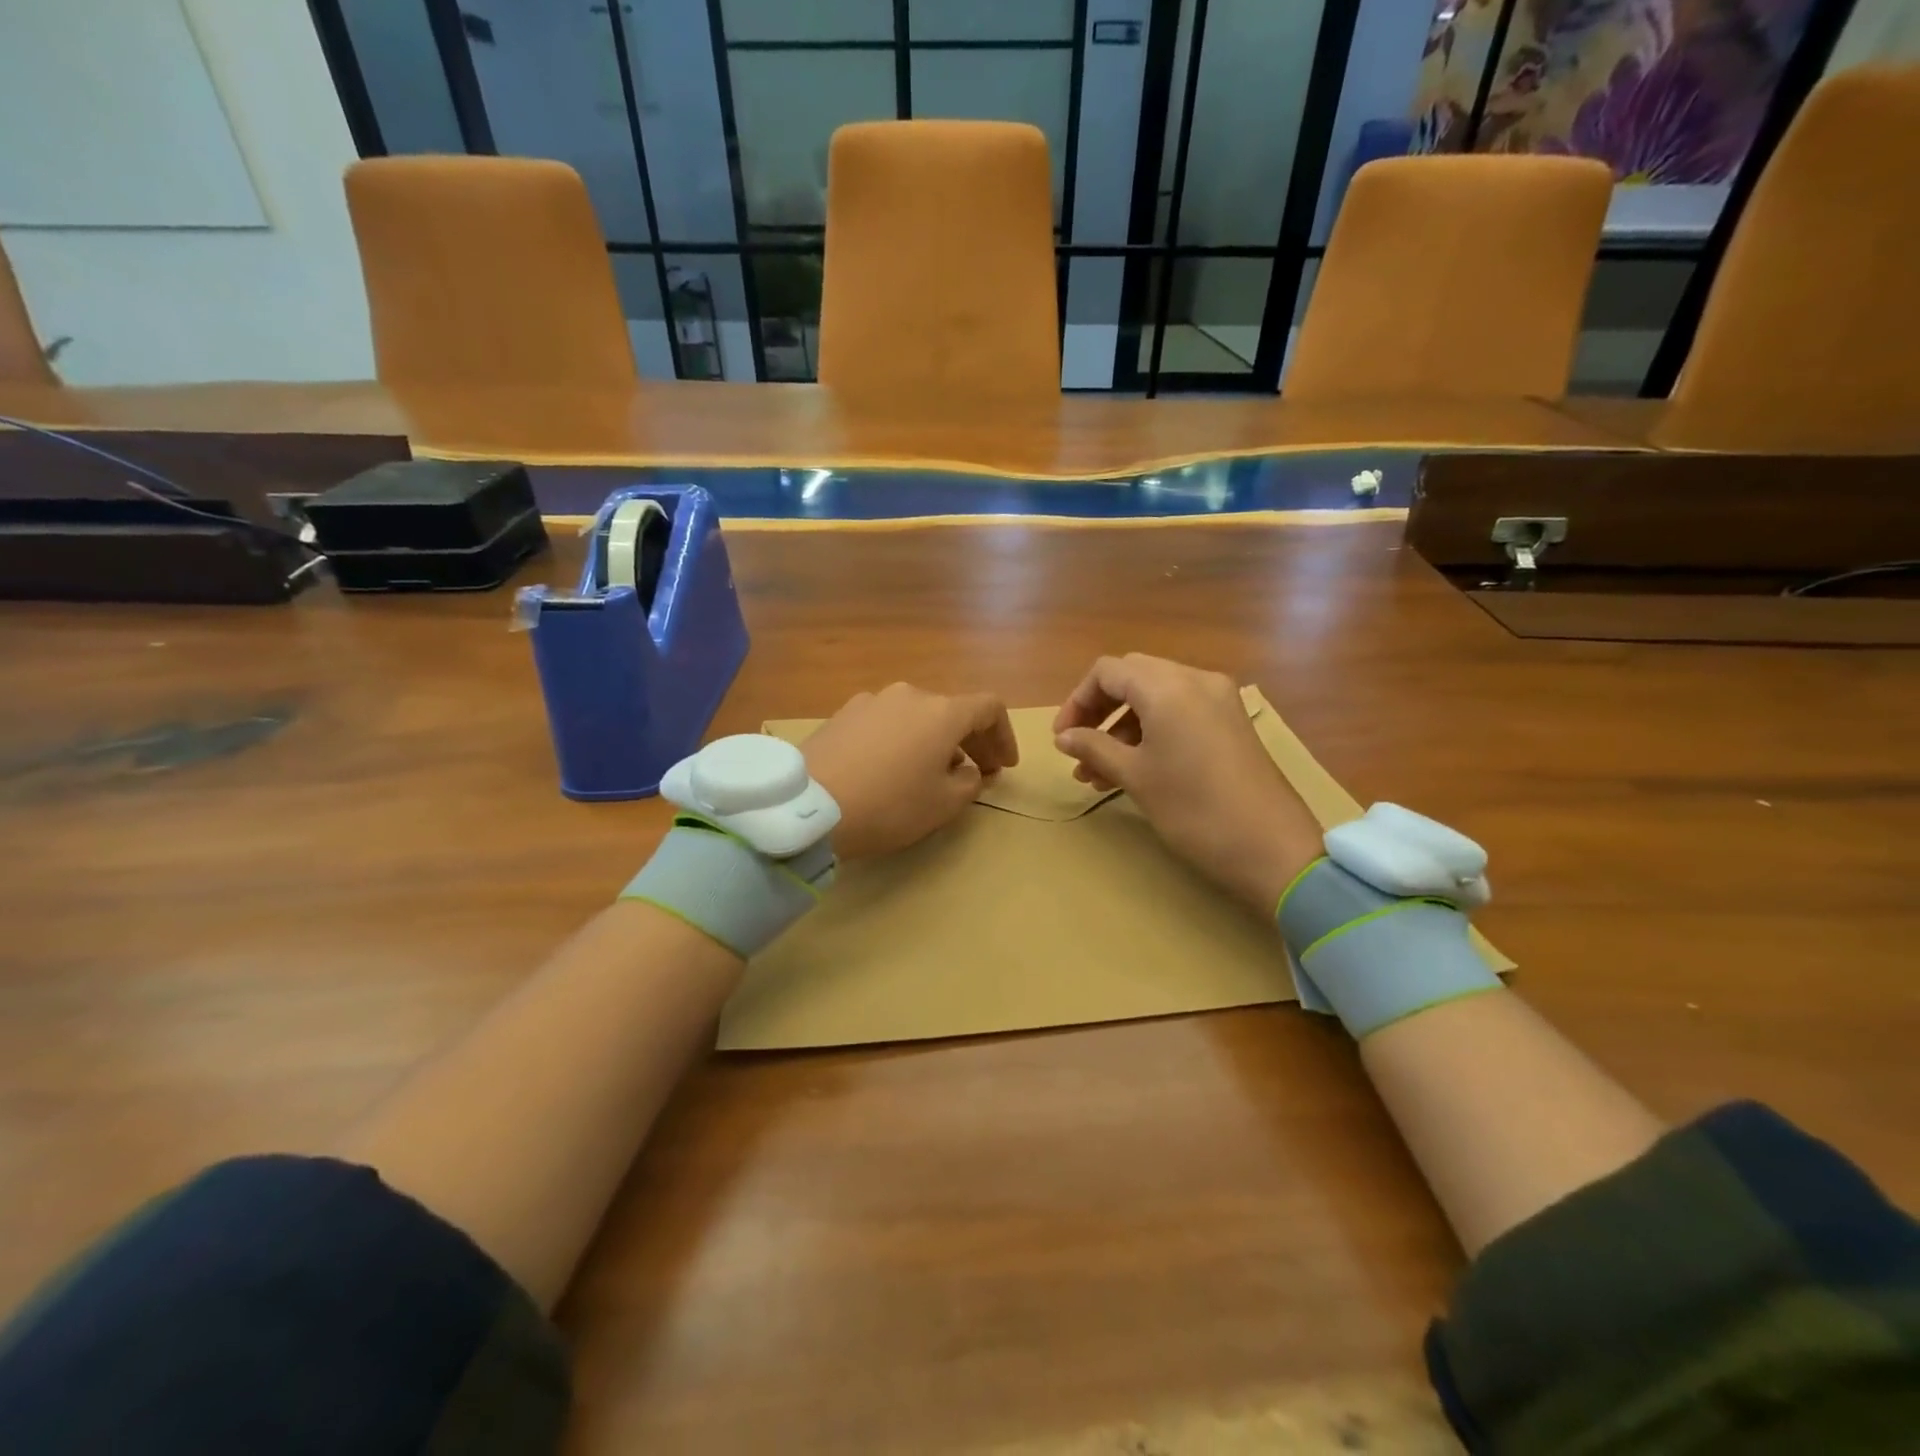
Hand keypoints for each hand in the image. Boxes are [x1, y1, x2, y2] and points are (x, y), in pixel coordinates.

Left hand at [803, 683, 1017, 859]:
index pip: (989, 708)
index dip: (1004, 736)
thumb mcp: (943, 804)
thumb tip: (969, 770)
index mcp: (942, 712)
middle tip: (977, 772)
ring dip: (934, 740)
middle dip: (971, 741)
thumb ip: (970, 783)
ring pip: (917, 716)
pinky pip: (886, 722)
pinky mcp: (842, 714)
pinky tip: (891, 768)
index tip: (1004, 766)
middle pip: (951, 710)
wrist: (809, 806)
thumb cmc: (889, 805)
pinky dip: (901, 739)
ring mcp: (871, 701)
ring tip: (931, 773)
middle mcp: (909, 695)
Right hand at [1052, 654, 1323, 913]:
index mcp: (1167, 687)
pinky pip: (1180, 712)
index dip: (1077, 701)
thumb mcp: (1135, 776)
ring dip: (1122, 726)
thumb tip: (1063, 737)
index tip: (1062, 738)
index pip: (1107, 672)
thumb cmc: (1193, 808)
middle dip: (1099, 711)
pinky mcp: (1231, 722)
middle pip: (1132, 678)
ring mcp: (1218, 700)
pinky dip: (1151, 731)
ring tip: (1098, 772)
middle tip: (1079, 748)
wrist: (1271, 846)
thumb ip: (1094, 748)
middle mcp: (1195, 680)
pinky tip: (1132, 769)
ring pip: (1155, 696)